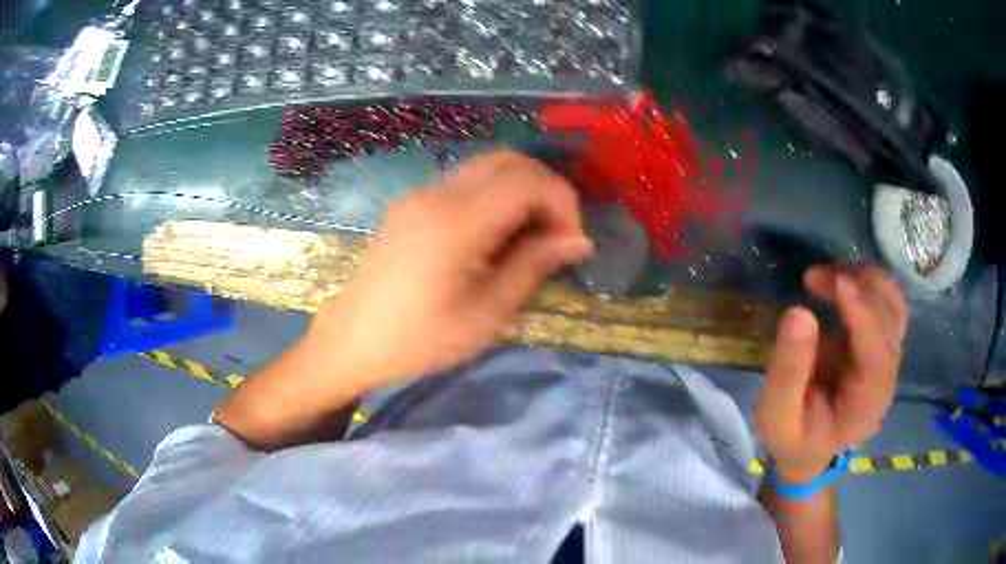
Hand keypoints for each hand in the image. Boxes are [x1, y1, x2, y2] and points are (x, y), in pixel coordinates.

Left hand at [306, 150, 592, 394]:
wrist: (353, 340)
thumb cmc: (420, 339)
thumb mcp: (487, 314)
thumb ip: (533, 265)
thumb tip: (577, 240)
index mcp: (456, 221)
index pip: (528, 180)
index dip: (563, 202)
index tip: (572, 243)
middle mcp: (437, 193)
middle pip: (509, 161)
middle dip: (546, 189)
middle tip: (557, 235)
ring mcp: (421, 194)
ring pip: (487, 166)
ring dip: (521, 190)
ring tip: (531, 237)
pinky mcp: (412, 204)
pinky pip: (466, 182)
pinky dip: (495, 196)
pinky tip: (497, 235)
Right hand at [756, 265, 907, 483]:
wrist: (811, 445)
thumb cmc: (793, 434)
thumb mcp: (777, 415)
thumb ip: (788, 371)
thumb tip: (799, 312)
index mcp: (865, 407)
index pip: (877, 356)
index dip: (864, 316)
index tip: (837, 282)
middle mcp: (887, 379)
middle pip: (890, 324)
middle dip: (859, 289)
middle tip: (815, 278)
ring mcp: (889, 358)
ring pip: (893, 306)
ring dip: (865, 280)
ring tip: (826, 276)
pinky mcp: (883, 342)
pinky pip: (888, 303)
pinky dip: (869, 283)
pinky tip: (842, 281)